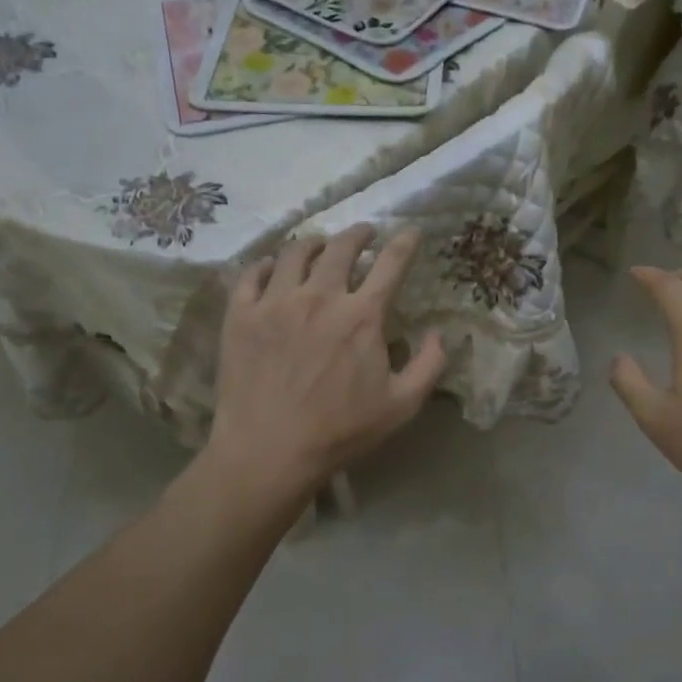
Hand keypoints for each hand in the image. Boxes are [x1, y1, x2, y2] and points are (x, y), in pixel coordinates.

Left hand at [207, 225, 446, 498]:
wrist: (268, 451)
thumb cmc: (339, 431)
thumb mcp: (401, 406)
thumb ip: (429, 365)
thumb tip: (441, 334)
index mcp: (361, 316)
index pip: (390, 264)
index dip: (405, 243)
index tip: (411, 231)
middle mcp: (319, 297)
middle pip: (341, 247)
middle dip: (358, 233)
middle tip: (364, 232)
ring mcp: (275, 302)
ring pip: (295, 252)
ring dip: (314, 243)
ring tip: (319, 244)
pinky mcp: (241, 315)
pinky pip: (252, 274)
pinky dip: (267, 265)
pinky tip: (273, 269)